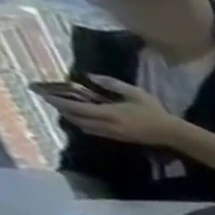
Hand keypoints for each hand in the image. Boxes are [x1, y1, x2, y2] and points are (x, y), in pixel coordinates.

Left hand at [50, 76, 184, 147]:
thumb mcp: (135, 93)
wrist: (172, 134)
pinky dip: (84, 124)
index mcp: (109, 114)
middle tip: (51, 100)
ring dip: (72, 118)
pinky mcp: (119, 138)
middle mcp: (107, 125)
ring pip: (84, 127)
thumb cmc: (155, 112)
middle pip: (76, 119)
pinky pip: (94, 131)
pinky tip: (83, 118)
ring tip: (65, 109)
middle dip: (61, 110)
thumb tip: (90, 76)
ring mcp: (113, 134)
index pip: (75, 107)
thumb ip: (111, 84)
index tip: (42, 92)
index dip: (57, 100)